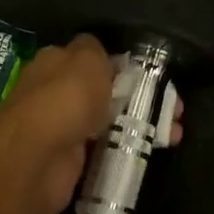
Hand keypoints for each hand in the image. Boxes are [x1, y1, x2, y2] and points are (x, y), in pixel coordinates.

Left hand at [0, 35, 184, 213]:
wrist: (38, 158)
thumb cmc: (65, 98)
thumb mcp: (88, 58)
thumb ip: (98, 51)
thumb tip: (104, 56)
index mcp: (56, 64)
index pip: (94, 60)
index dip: (125, 68)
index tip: (155, 79)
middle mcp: (57, 94)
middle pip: (105, 93)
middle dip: (141, 99)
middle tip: (175, 110)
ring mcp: (64, 129)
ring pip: (110, 123)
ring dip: (142, 127)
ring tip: (175, 134)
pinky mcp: (71, 162)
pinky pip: (106, 151)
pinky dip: (128, 152)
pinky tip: (154, 152)